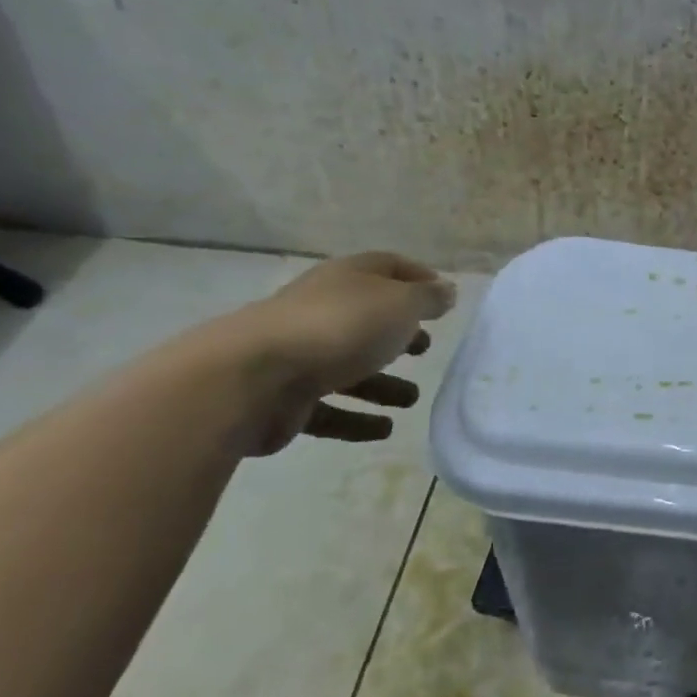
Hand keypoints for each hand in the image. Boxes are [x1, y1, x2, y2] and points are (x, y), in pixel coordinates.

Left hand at [226, 253, 458, 454]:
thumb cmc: (339, 327)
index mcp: (347, 279)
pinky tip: (384, 429)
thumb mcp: (400, 304)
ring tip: (411, 399)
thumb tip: (445, 291)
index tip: (444, 297)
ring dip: (382, 383)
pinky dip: (357, 418)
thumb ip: (428, 298)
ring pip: (349, 366)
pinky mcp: (285, 398)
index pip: (388, 267)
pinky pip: (330, 408)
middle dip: (398, 333)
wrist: (250, 378)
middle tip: (425, 347)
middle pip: (367, 317)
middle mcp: (322, 310)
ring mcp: (300, 354)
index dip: (418, 277)